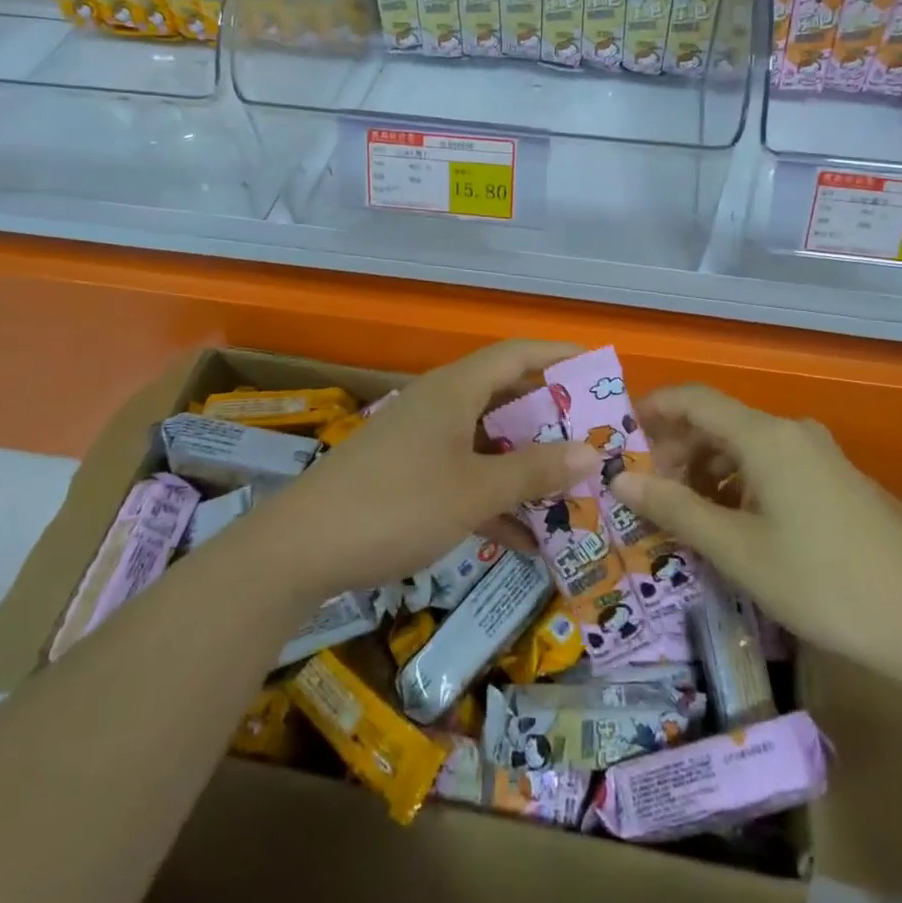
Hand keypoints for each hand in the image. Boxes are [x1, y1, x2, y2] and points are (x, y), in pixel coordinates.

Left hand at [266, 340, 596, 597]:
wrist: (301, 548)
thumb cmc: (397, 505)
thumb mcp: (474, 491)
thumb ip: (534, 472)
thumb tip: (591, 452)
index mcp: (456, 390)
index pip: (517, 354)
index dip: (559, 355)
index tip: (600, 367)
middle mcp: (441, 405)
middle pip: (506, 398)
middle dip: (551, 419)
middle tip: (595, 438)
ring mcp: (423, 441)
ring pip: (488, 442)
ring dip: (526, 464)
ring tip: (573, 488)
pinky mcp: (409, 475)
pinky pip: (465, 475)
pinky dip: (495, 496)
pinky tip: (527, 537)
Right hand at [611, 385, 901, 677]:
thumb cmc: (820, 581)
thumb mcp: (737, 549)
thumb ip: (675, 508)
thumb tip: (620, 480)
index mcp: (766, 436)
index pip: (695, 399)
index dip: (654, 409)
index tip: (621, 435)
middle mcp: (793, 432)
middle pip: (719, 422)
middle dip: (678, 450)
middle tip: (649, 490)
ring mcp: (820, 454)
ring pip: (746, 446)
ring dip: (707, 470)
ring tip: (685, 513)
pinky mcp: (836, 480)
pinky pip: (772, 465)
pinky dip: (740, 483)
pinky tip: (733, 524)